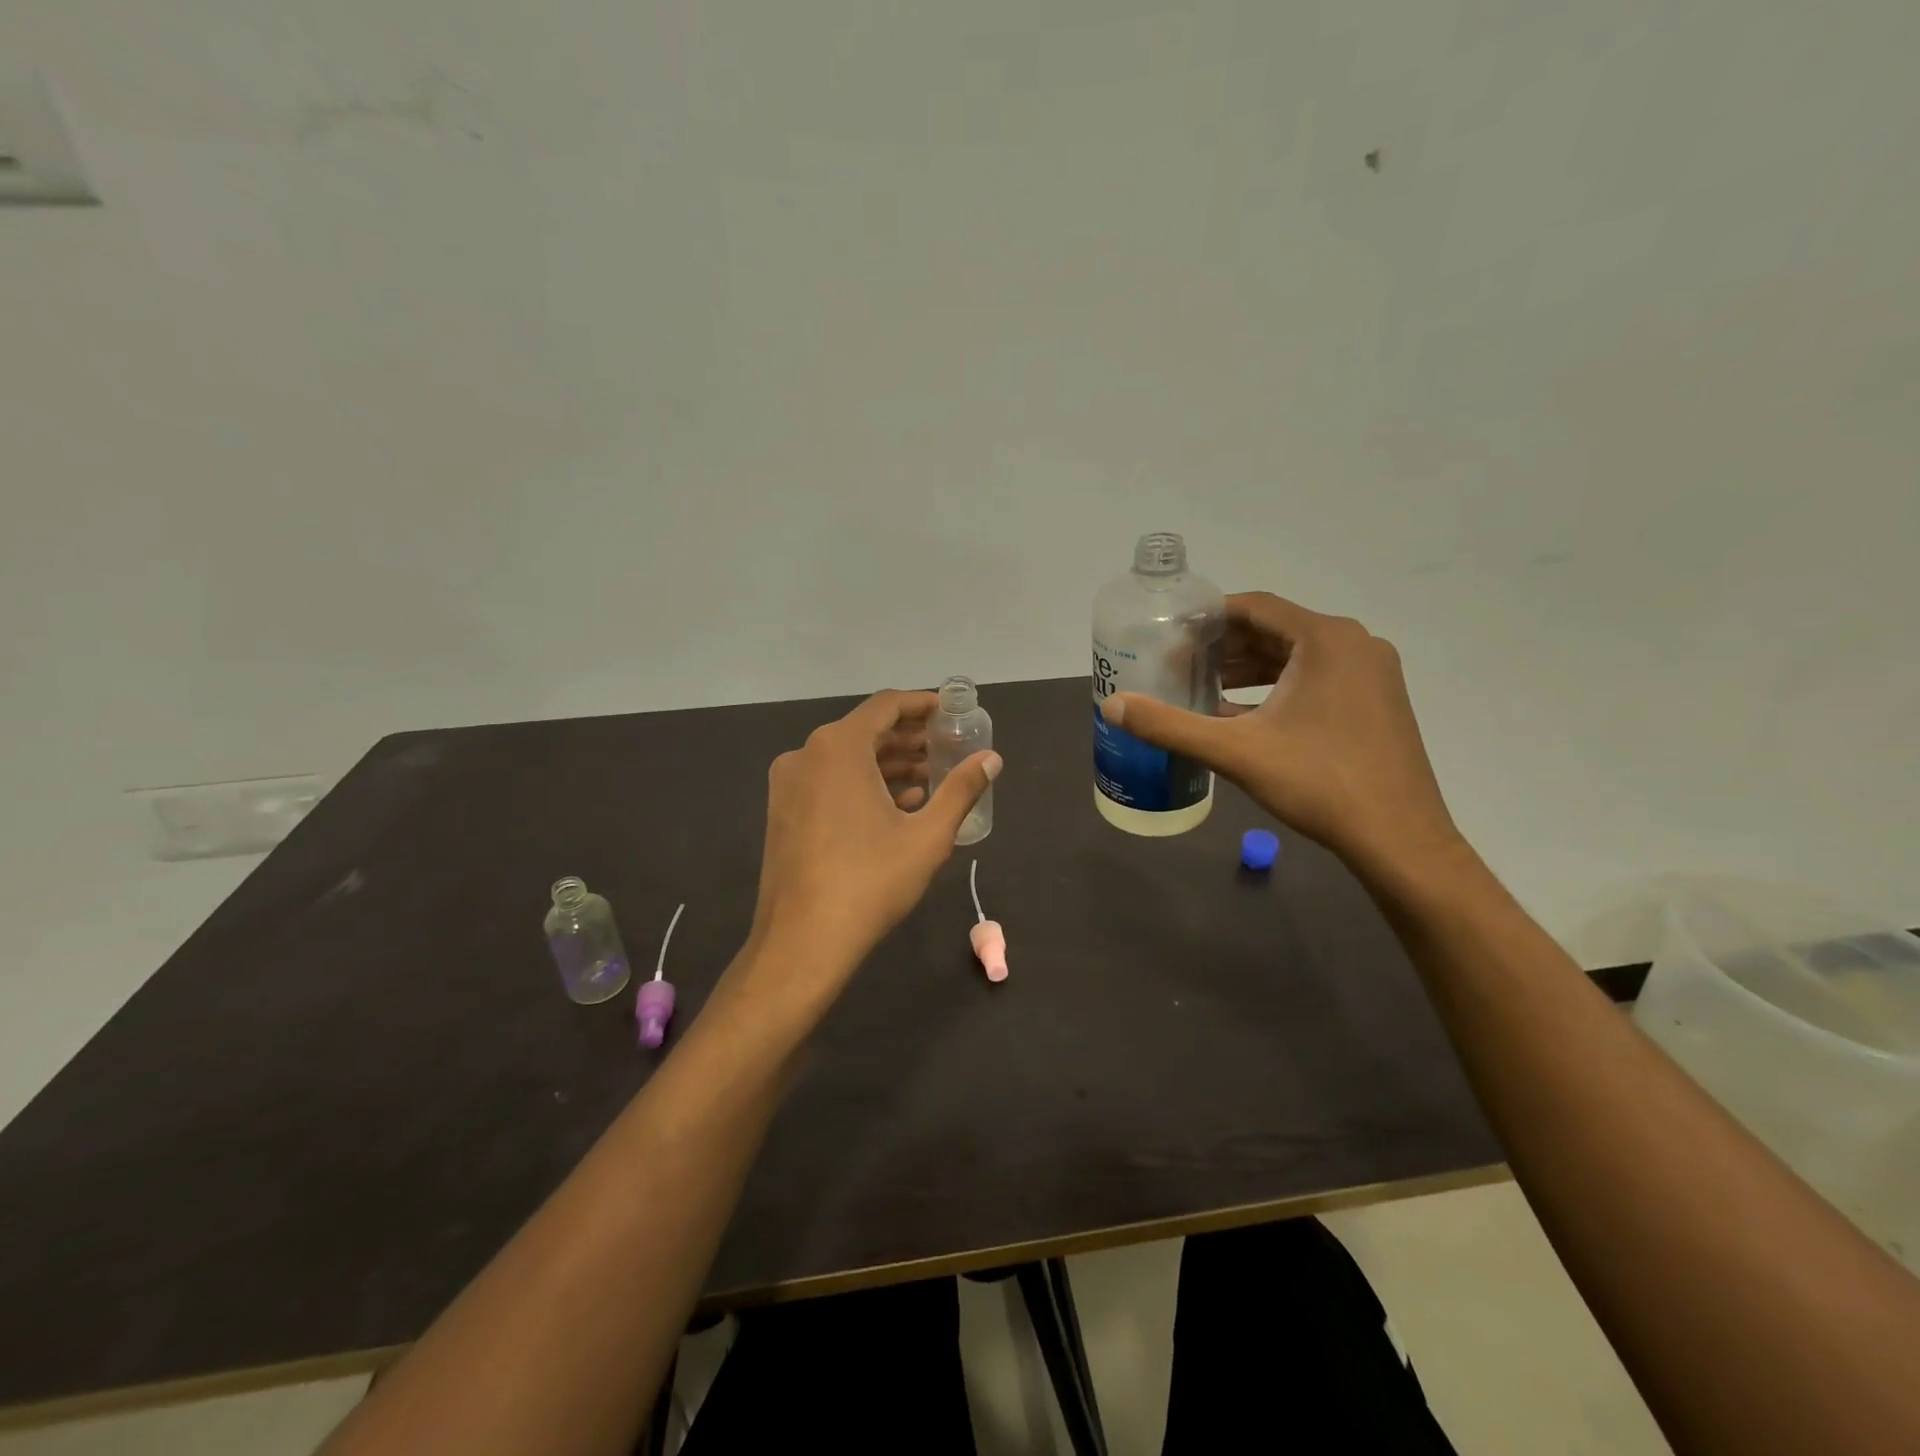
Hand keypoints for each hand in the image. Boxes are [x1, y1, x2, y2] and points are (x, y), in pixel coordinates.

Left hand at [747, 690, 1000, 991]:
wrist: (802, 942)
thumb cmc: (870, 882)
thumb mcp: (927, 836)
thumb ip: (961, 790)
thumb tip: (992, 759)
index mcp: (838, 748)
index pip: (885, 706)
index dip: (922, 705)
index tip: (951, 712)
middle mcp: (806, 755)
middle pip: (865, 732)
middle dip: (908, 739)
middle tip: (947, 749)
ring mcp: (788, 785)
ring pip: (846, 759)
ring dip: (888, 764)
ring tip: (930, 780)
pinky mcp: (781, 812)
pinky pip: (828, 782)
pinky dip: (862, 785)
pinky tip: (895, 808)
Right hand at [1100, 593, 1458, 876]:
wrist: (1399, 839)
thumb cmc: (1318, 783)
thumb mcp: (1235, 751)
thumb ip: (1169, 725)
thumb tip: (1112, 706)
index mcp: (1326, 639)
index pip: (1255, 607)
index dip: (1208, 618)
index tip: (1171, 634)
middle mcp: (1355, 644)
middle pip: (1276, 629)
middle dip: (1226, 646)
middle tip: (1181, 664)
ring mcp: (1373, 673)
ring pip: (1298, 656)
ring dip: (1250, 668)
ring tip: (1205, 687)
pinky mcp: (1378, 701)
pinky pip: (1318, 678)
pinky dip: (1278, 688)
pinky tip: (1245, 715)